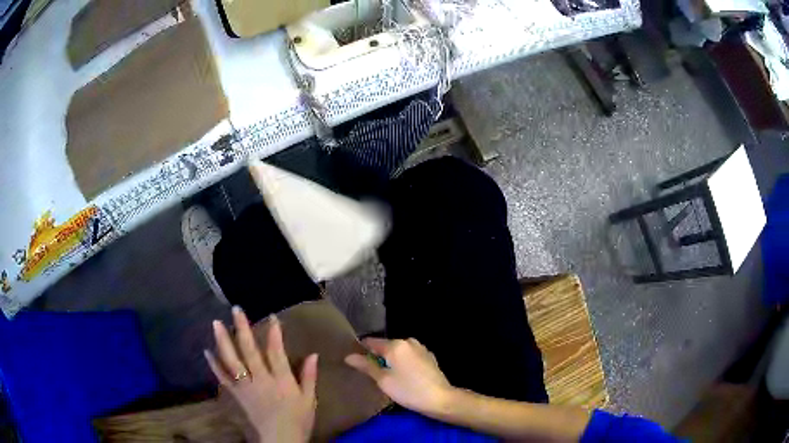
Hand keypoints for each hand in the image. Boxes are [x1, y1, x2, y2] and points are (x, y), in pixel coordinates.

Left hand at [205, 307, 317, 442]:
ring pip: (232, 360)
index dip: (274, 333)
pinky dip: (214, 364)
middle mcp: (261, 379)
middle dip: (243, 328)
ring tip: (216, 323)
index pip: (276, 352)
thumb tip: (313, 355)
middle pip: (249, 351)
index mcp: (281, 381)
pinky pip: (223, 377)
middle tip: (236, 310)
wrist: (279, 440)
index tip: (271, 316)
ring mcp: (246, 386)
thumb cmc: (298, 420)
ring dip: (223, 341)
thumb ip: (308, 377)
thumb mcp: (310, 400)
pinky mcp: (237, 395)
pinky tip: (207, 351)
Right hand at [345, 337, 453, 414]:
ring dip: (391, 361)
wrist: (440, 399)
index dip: (361, 351)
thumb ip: (366, 366)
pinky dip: (403, 363)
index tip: (356, 363)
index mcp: (395, 345)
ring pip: (398, 352)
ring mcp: (420, 348)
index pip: (371, 342)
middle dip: (377, 357)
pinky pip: (409, 356)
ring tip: (387, 378)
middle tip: (372, 375)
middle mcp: (408, 341)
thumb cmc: (408, 390)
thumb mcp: (383, 380)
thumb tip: (349, 356)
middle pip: (385, 346)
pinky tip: (404, 377)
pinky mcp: (428, 356)